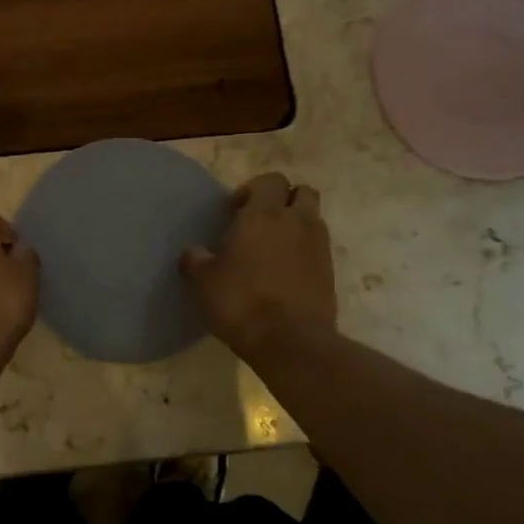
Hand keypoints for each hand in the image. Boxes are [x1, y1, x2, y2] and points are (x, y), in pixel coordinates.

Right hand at [181, 173, 336, 361]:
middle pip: (301, 192)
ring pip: (313, 219)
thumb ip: (196, 260)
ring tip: (272, 250)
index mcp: (264, 214)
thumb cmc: (241, 302)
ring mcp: (318, 246)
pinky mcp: (330, 271)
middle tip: (260, 223)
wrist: (291, 342)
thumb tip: (193, 252)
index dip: (252, 190)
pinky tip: (285, 273)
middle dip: (283, 200)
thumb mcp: (204, 282)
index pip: (270, 181)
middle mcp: (296, 221)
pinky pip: (318, 248)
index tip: (234, 212)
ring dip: (296, 225)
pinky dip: (304, 252)